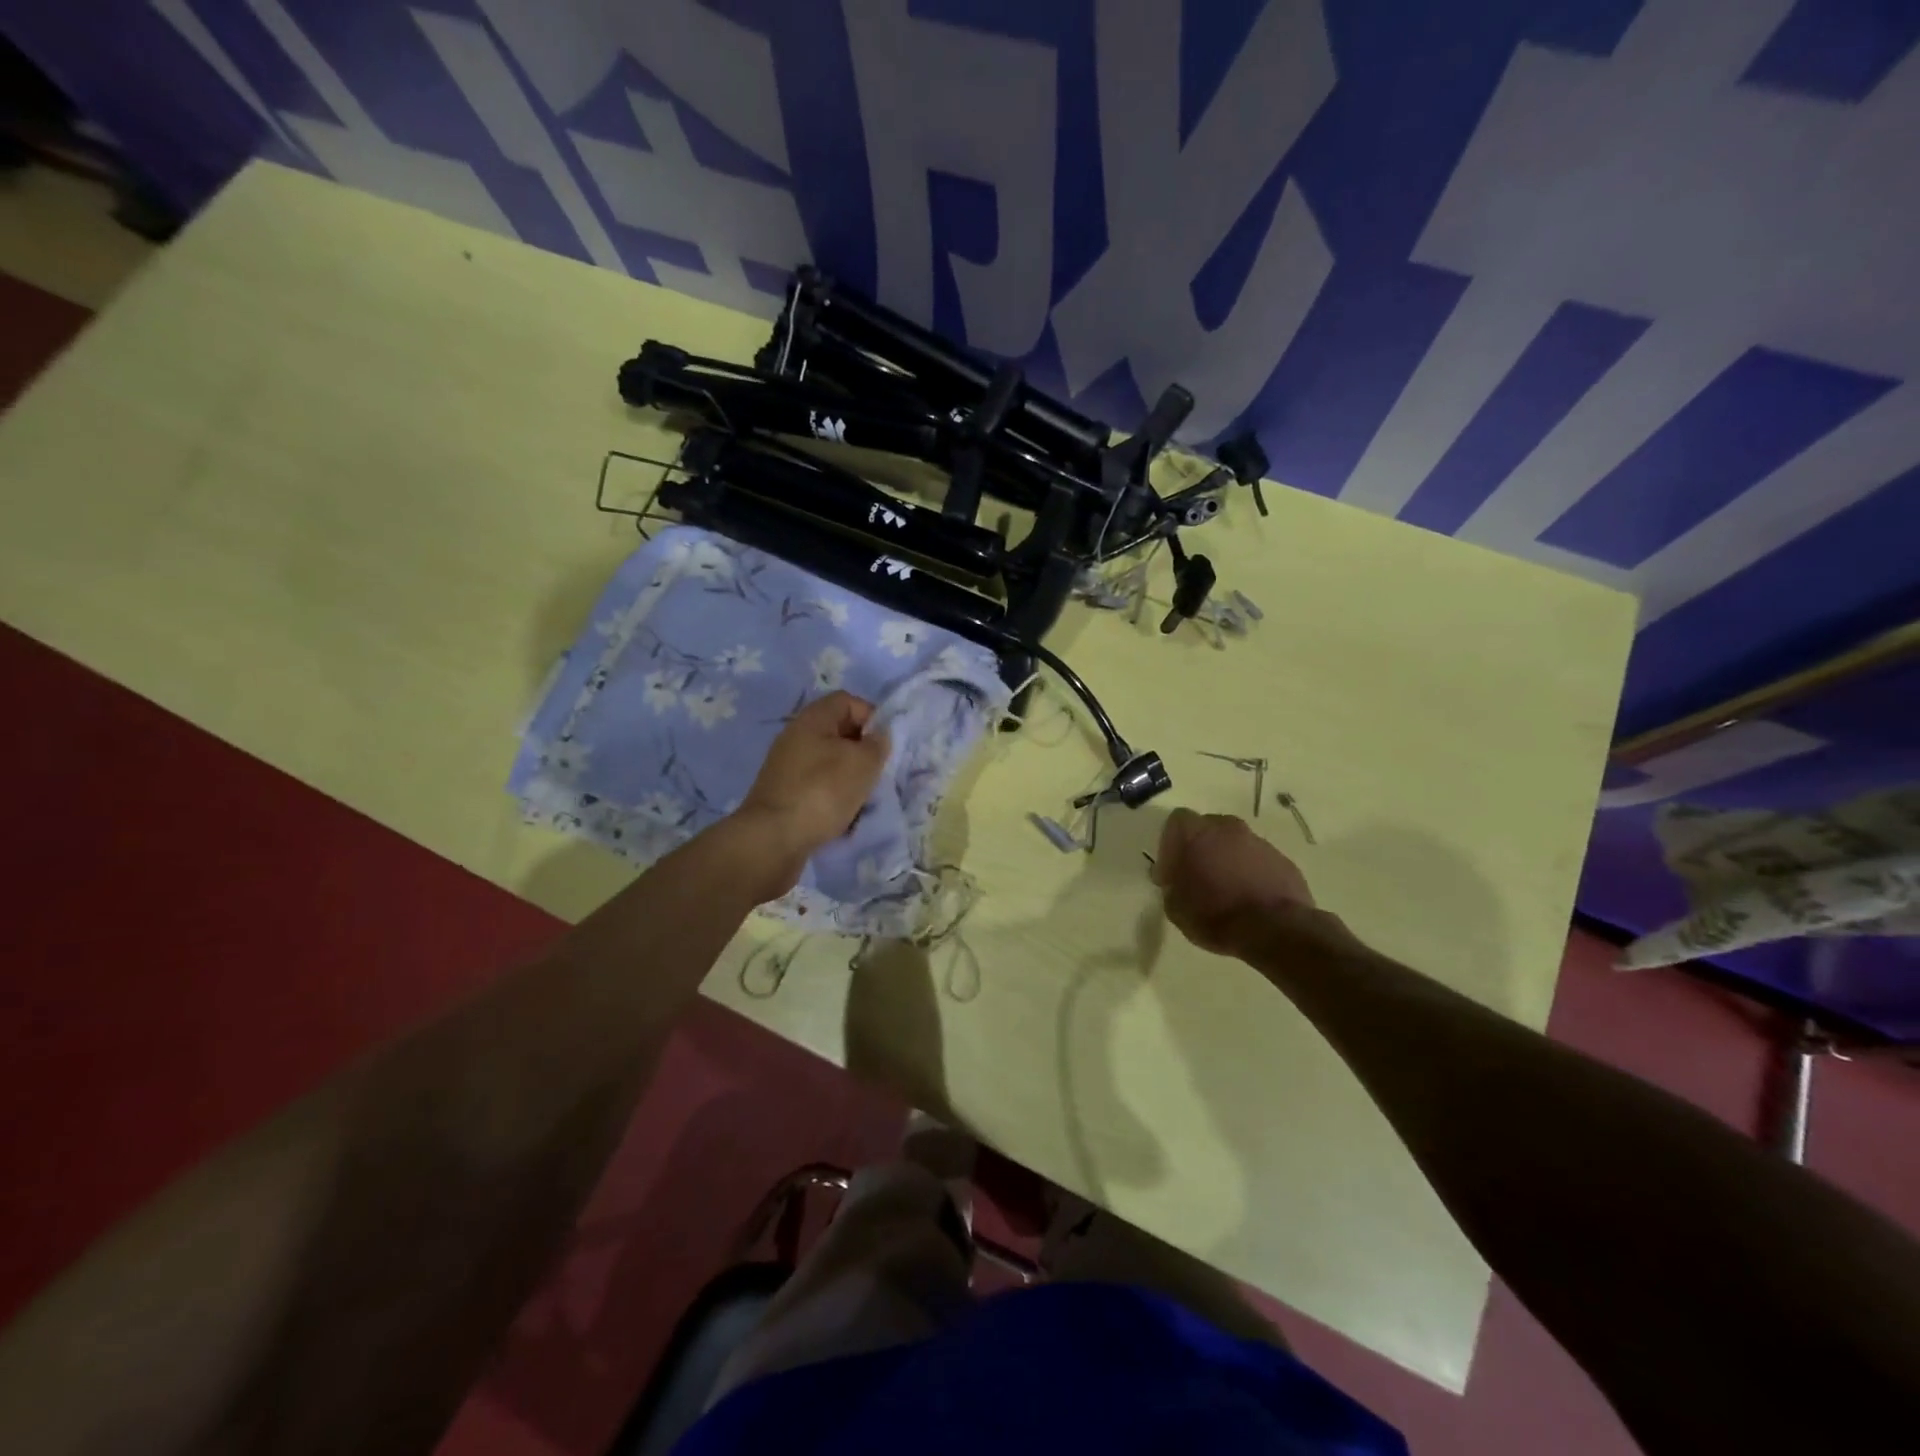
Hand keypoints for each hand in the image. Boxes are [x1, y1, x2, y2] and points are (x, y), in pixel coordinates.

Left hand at [730, 692, 890, 895]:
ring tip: (863, 797)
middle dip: (862, 750)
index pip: (847, 701)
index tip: (885, 744)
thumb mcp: (863, 763)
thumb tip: (878, 736)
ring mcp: (786, 767)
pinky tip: (843, 814)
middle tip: (877, 772)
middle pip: (838, 732)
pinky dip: (833, 796)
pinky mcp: (784, 794)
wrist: (773, 839)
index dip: (871, 716)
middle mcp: (795, 737)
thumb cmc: (823, 791)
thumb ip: (877, 744)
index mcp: (812, 719)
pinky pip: (817, 786)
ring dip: (850, 776)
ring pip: (829, 762)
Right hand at [1152, 808, 1321, 955]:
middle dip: (1201, 848)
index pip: (1176, 822)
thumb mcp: (1175, 907)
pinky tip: (1249, 899)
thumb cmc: (1214, 915)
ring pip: (1236, 845)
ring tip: (1226, 891)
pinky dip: (1251, 874)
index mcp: (1196, 833)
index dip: (1170, 845)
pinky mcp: (1283, 861)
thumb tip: (1176, 880)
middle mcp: (1228, 828)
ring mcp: (1259, 843)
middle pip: (1208, 828)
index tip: (1171, 871)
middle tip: (1197, 877)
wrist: (1274, 931)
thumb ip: (1172, 885)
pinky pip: (1259, 862)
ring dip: (1228, 861)